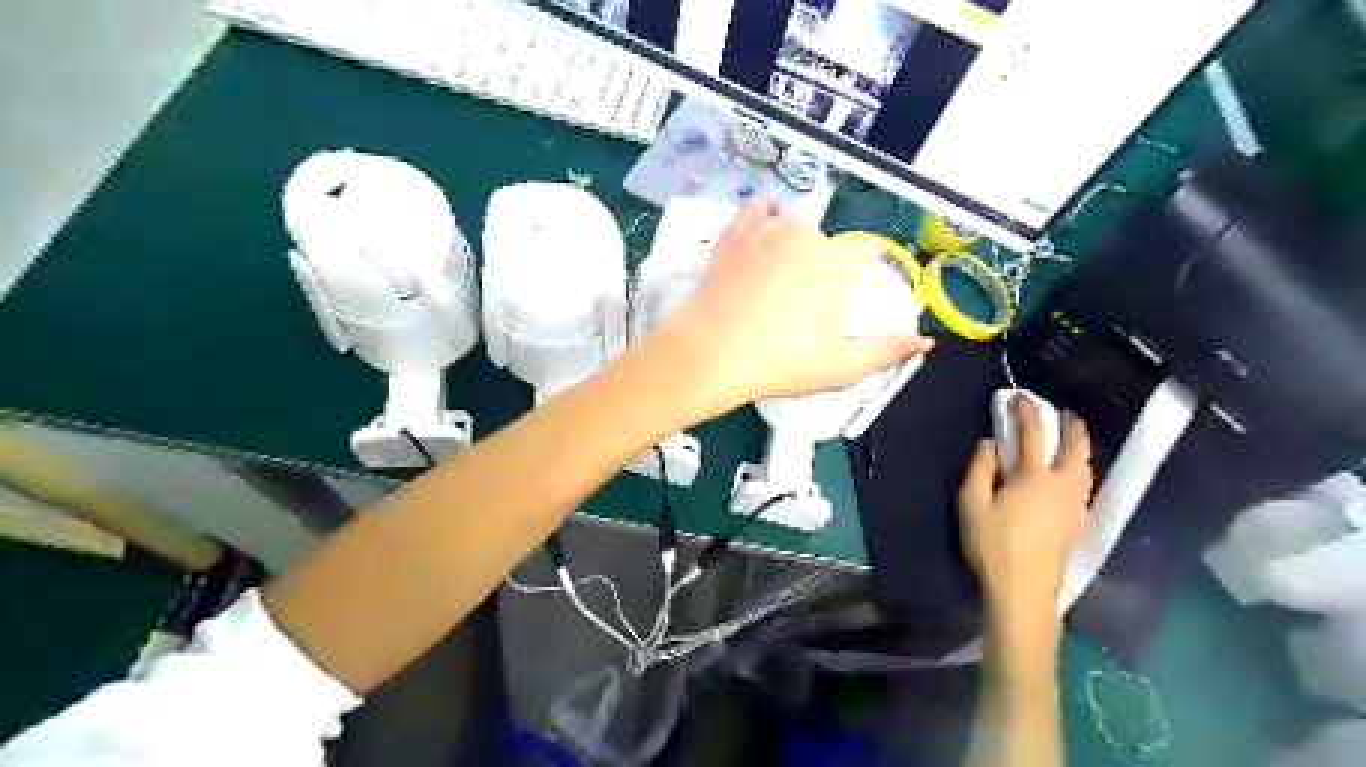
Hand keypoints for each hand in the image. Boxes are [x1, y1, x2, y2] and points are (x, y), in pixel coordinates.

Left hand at [655, 194, 933, 417]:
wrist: (710, 353)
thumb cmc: (781, 361)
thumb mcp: (842, 366)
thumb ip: (887, 349)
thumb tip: (925, 339)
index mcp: (838, 262)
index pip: (867, 252)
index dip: (865, 269)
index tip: (854, 291)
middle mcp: (807, 234)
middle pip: (829, 238)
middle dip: (827, 260)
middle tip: (809, 296)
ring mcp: (766, 229)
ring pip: (793, 219)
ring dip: (796, 236)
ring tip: (785, 266)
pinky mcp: (733, 234)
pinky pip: (754, 209)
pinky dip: (762, 214)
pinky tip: (762, 225)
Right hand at [953, 397, 1095, 629]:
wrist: (1023, 592)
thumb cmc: (992, 546)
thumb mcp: (971, 504)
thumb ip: (980, 469)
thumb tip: (990, 444)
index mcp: (1035, 477)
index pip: (1033, 433)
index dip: (1025, 411)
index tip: (1017, 397)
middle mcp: (1063, 486)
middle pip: (1076, 447)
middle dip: (1071, 425)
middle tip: (1061, 412)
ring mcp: (1075, 505)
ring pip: (1086, 466)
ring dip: (1079, 446)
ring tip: (1068, 439)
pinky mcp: (1077, 523)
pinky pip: (1085, 483)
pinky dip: (1080, 467)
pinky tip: (1070, 473)